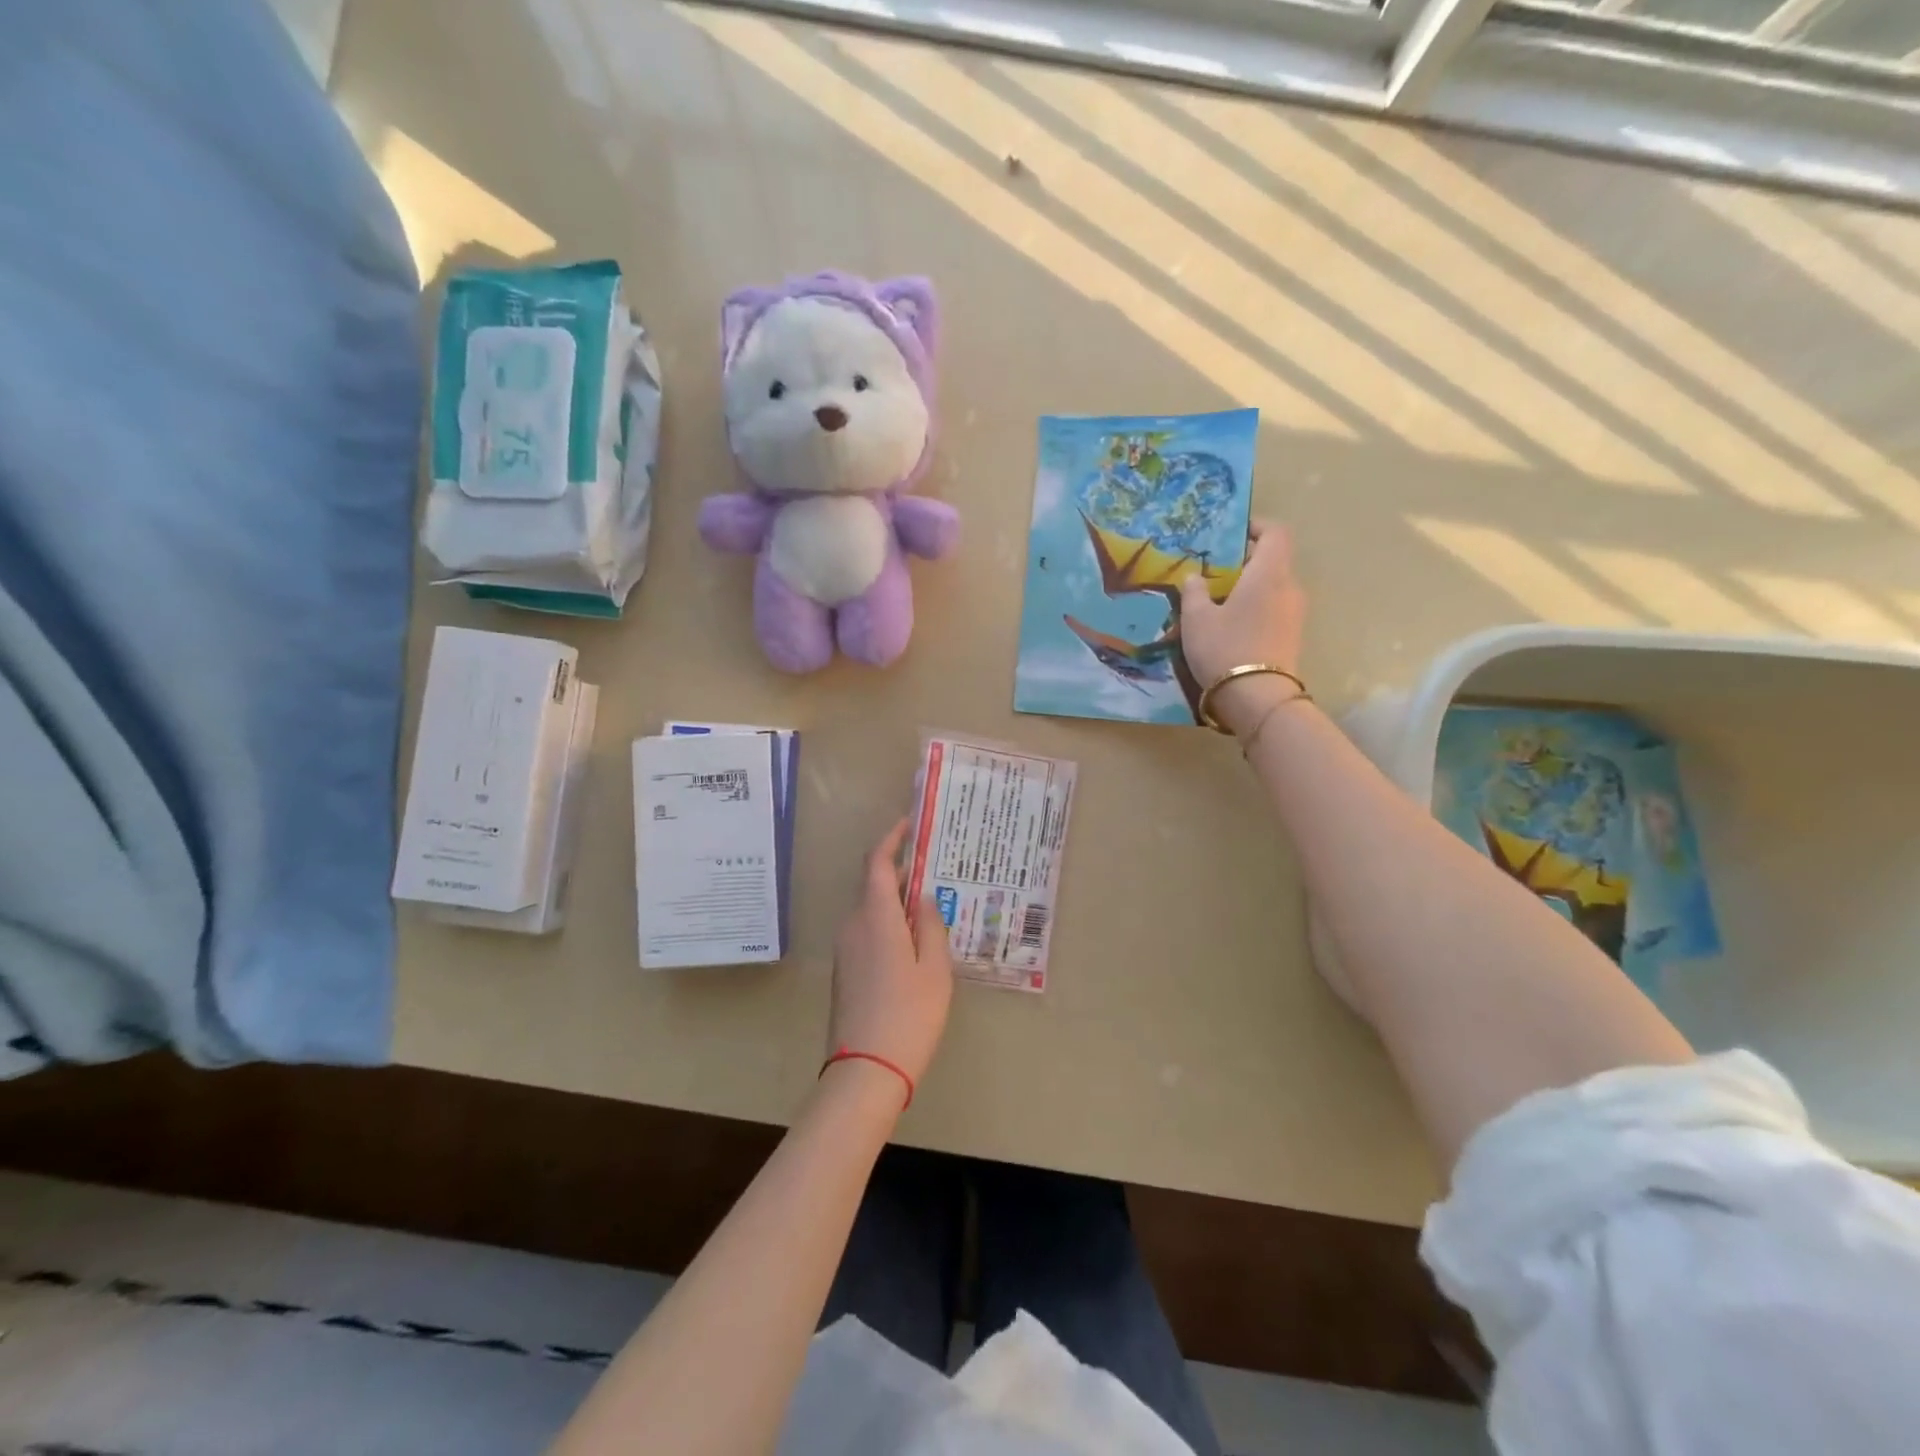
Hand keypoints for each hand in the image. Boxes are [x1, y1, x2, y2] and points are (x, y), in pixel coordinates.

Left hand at [827, 820, 954, 1094]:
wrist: (865, 1072)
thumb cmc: (909, 1015)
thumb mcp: (935, 968)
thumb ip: (930, 925)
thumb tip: (922, 898)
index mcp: (875, 917)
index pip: (877, 863)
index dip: (891, 839)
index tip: (909, 825)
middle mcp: (853, 926)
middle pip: (874, 886)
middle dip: (901, 873)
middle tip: (934, 871)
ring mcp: (845, 951)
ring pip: (871, 911)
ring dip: (896, 902)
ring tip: (930, 908)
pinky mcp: (844, 972)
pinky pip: (867, 933)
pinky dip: (888, 926)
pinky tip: (913, 943)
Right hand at [1179, 520, 1308, 736]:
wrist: (1257, 698)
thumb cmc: (1224, 648)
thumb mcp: (1196, 619)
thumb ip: (1194, 592)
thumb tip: (1194, 577)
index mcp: (1269, 573)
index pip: (1276, 533)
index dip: (1256, 527)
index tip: (1232, 534)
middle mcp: (1289, 587)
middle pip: (1273, 561)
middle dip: (1245, 562)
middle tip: (1214, 573)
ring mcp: (1295, 614)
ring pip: (1273, 587)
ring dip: (1249, 588)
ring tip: (1218, 603)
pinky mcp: (1292, 637)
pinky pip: (1274, 610)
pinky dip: (1255, 608)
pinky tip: (1230, 626)